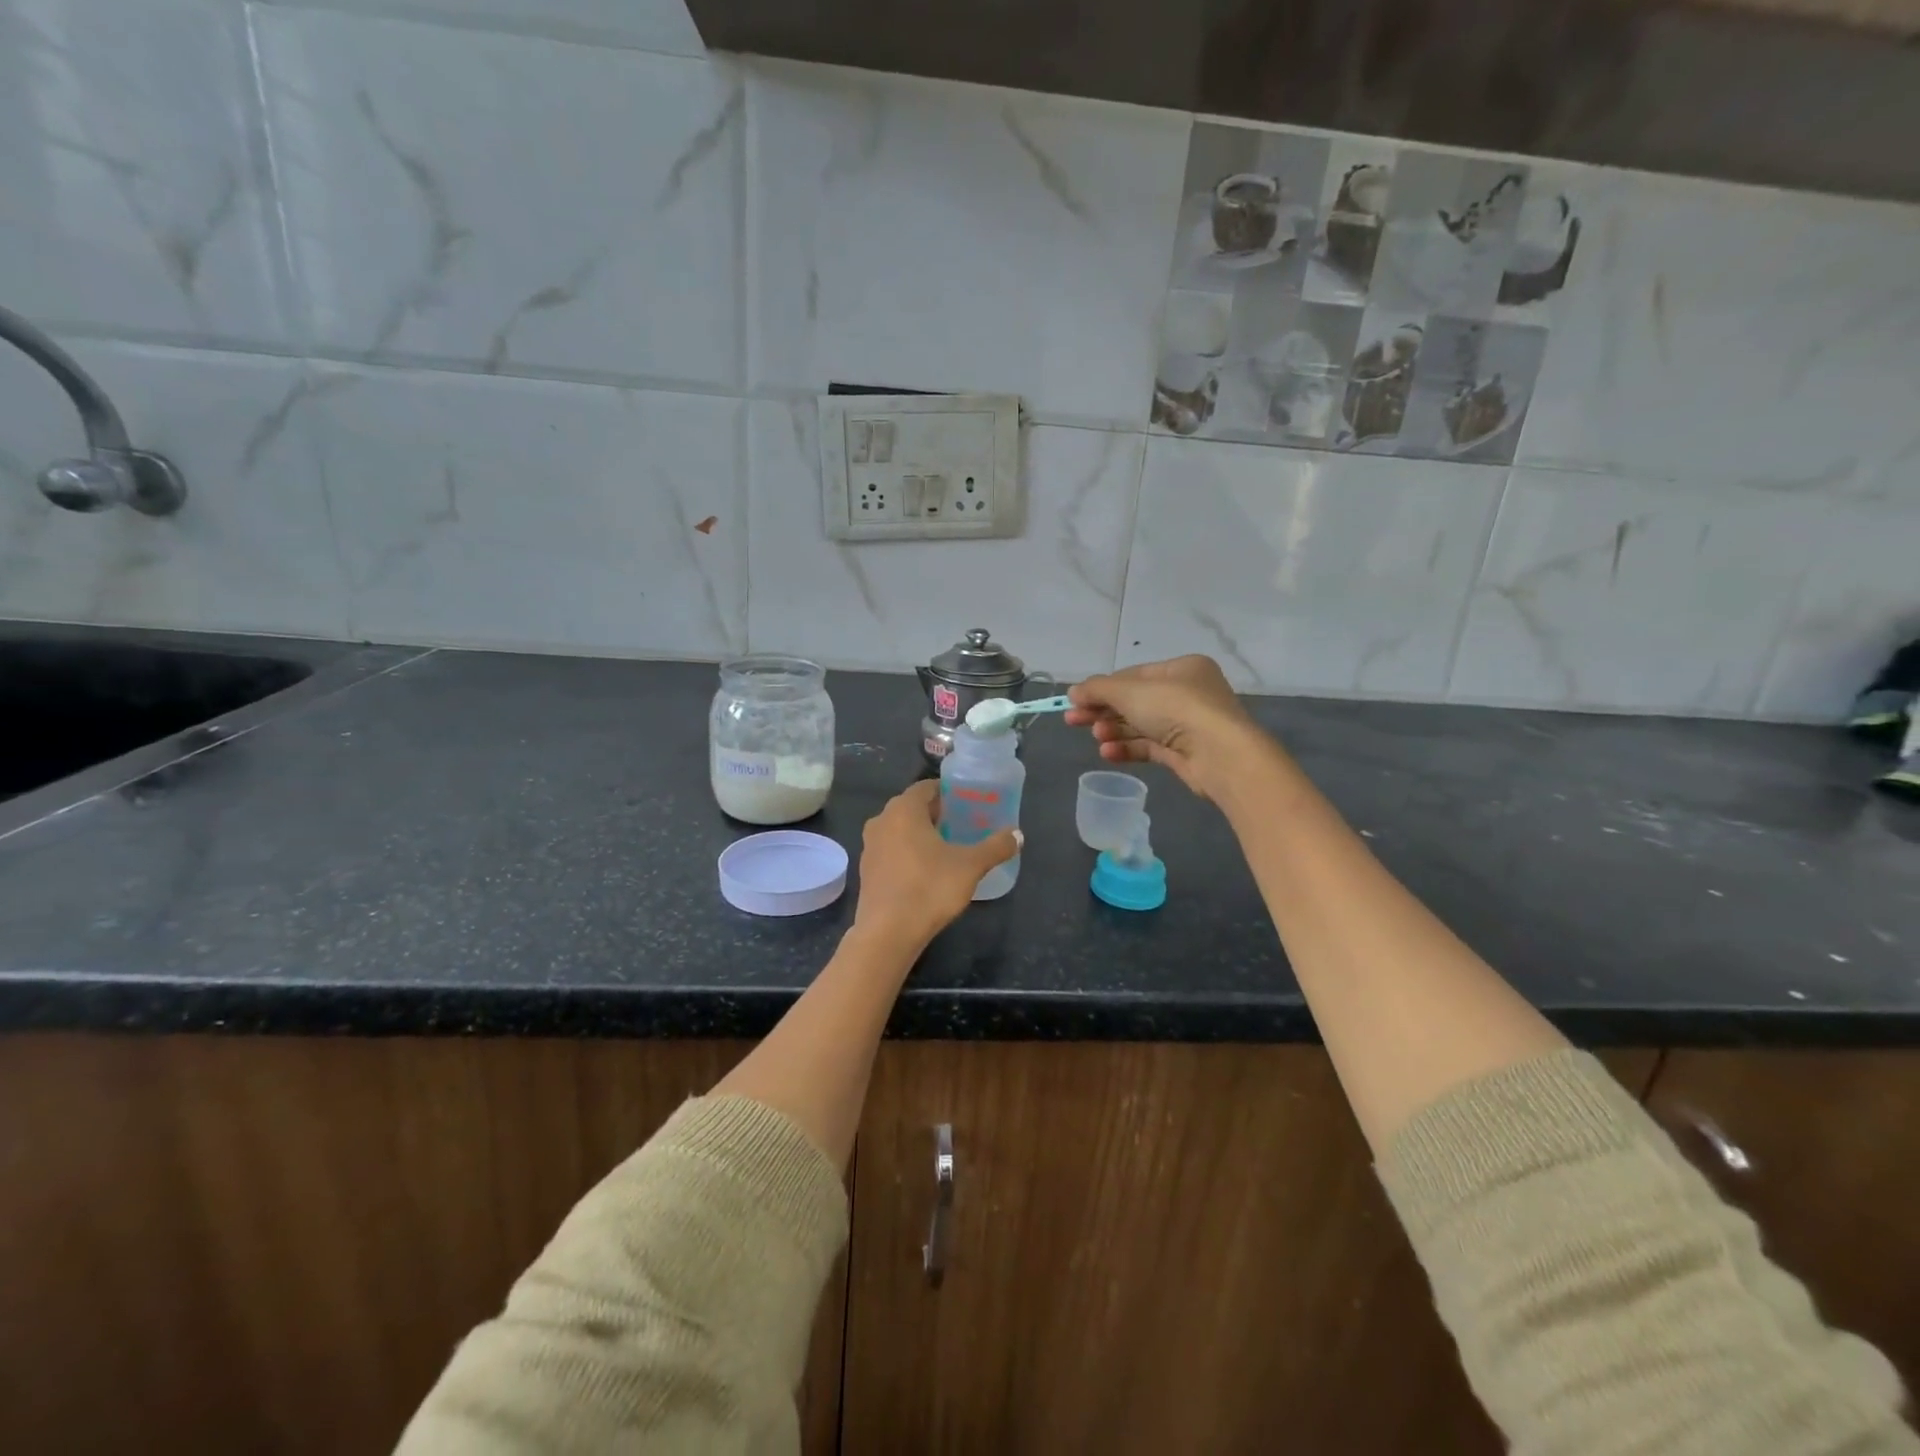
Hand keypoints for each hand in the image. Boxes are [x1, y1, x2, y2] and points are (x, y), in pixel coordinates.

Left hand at [851, 780, 1020, 951]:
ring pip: (899, 830)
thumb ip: (995, 847)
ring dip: (920, 834)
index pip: (926, 787)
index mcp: (903, 810)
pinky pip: (891, 851)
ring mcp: (869, 847)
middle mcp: (881, 821)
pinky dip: (907, 853)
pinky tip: (926, 871)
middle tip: (962, 824)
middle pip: (912, 808)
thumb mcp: (970, 866)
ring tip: (946, 847)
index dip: (947, 792)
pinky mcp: (866, 871)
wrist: (888, 933)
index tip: (966, 802)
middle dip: (936, 814)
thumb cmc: (929, 888)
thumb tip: (1018, 835)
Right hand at [1066, 655, 1272, 799]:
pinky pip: (1149, 747)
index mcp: (1182, 669)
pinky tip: (1107, 753)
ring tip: (1097, 738)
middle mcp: (1188, 693)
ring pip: (1141, 725)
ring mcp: (1188, 725)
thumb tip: (1073, 692)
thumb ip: (1098, 690)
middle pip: (1135, 701)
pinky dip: (1127, 749)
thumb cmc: (1176, 709)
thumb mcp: (1130, 692)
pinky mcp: (1185, 753)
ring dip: (1114, 730)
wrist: (1220, 754)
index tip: (1076, 700)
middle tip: (1073, 720)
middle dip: (1103, 711)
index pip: (1134, 675)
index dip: (1103, 687)